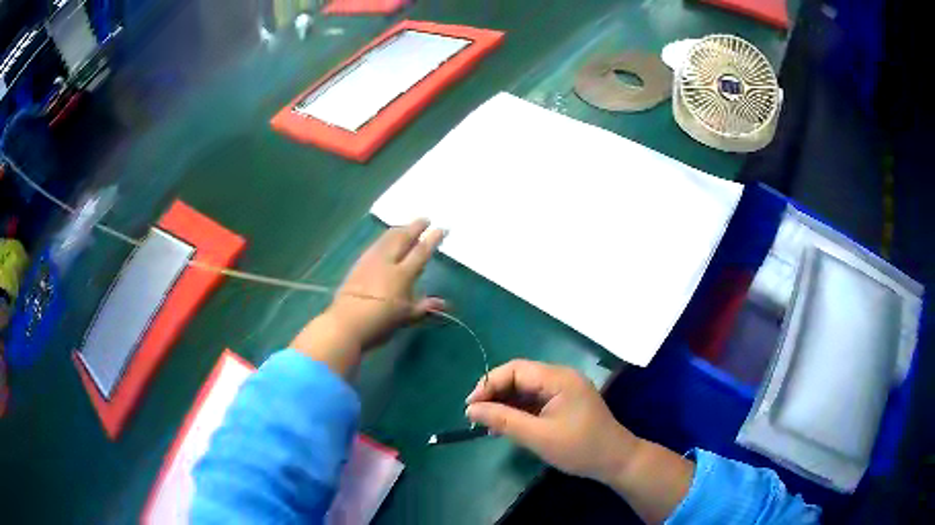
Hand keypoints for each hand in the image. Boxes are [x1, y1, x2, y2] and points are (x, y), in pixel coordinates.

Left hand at [291, 219, 444, 374]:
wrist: (346, 323)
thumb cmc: (380, 322)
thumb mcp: (406, 317)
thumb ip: (424, 307)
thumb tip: (444, 304)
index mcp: (402, 274)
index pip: (421, 252)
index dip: (432, 239)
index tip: (441, 228)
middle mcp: (387, 262)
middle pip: (402, 238)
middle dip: (414, 227)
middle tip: (424, 219)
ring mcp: (370, 261)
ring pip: (387, 239)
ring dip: (398, 230)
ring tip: (405, 227)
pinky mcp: (358, 265)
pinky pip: (375, 245)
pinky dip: (385, 239)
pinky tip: (384, 241)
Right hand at [465, 359, 637, 484]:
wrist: (616, 461)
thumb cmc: (579, 448)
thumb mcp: (538, 437)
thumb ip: (504, 420)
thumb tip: (471, 410)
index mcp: (558, 378)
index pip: (515, 370)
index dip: (489, 384)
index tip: (470, 407)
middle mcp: (561, 377)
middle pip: (519, 377)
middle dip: (495, 394)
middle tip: (475, 417)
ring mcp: (563, 389)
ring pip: (525, 389)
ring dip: (505, 404)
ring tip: (487, 425)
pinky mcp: (564, 402)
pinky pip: (534, 400)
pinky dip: (518, 411)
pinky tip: (506, 426)